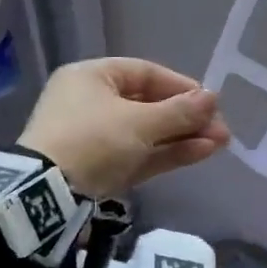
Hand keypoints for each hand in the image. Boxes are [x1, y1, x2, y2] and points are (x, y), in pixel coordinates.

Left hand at [18, 57, 230, 198]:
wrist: (46, 194)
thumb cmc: (93, 141)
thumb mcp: (140, 123)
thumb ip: (180, 111)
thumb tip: (213, 98)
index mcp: (91, 77)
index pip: (144, 73)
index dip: (180, 86)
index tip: (209, 101)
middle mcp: (90, 103)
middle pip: (148, 105)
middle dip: (187, 117)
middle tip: (220, 129)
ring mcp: (94, 139)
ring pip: (146, 134)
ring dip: (183, 137)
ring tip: (220, 143)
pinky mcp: (100, 170)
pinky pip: (139, 155)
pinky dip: (167, 154)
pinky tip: (201, 153)